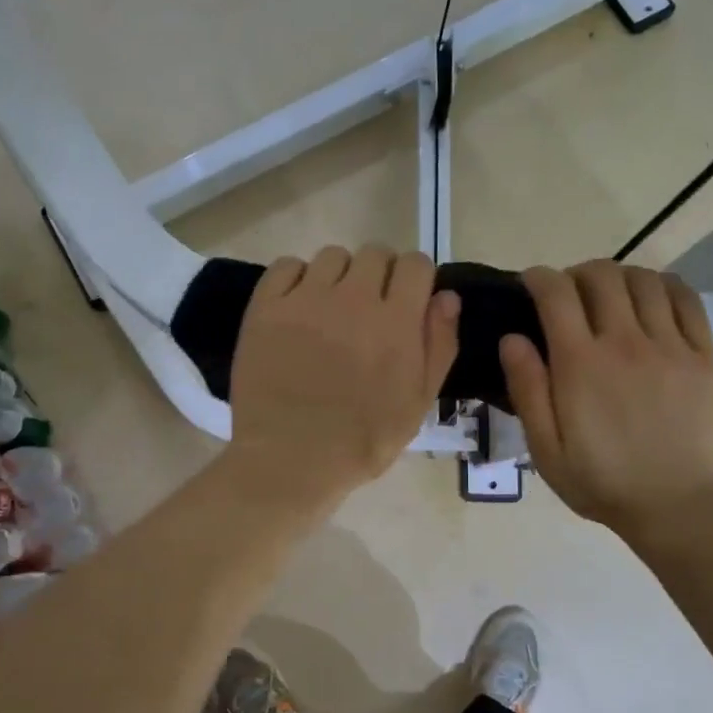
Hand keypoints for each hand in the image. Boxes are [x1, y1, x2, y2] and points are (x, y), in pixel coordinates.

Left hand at [227, 245, 460, 508]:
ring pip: (331, 256)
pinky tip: (298, 306)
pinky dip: (296, 278)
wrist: (290, 459)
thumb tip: (446, 296)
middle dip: (380, 274)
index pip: (415, 264)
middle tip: (370, 308)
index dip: (415, 278)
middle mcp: (353, 298)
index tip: (408, 300)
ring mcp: (305, 299)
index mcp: (396, 321)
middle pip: (374, 252)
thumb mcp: (418, 403)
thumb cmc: (363, 440)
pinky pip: (286, 266)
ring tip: (331, 309)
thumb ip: (439, 345)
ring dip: (339, 276)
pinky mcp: (266, 307)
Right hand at [500, 261, 712, 538]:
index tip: (531, 284)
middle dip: (577, 274)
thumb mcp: (546, 449)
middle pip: (601, 275)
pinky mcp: (703, 355)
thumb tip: (512, 338)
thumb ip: (527, 390)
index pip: (556, 293)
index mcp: (580, 364)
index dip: (539, 278)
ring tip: (610, 297)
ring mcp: (670, 345)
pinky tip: (652, 300)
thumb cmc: (601, 482)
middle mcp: (625, 342)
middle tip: (570, 295)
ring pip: (644, 280)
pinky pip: (686, 299)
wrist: (676, 506)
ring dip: (620, 277)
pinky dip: (664, 286)